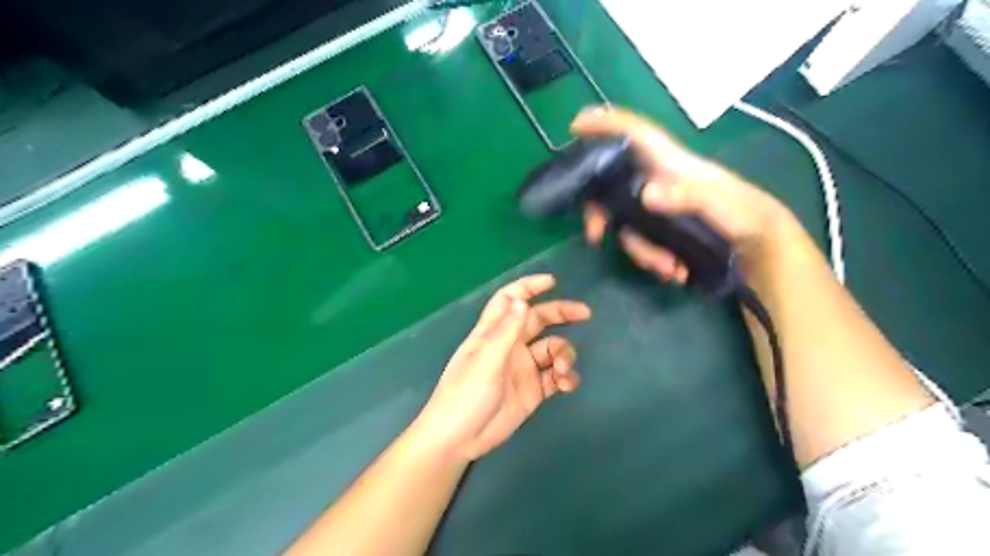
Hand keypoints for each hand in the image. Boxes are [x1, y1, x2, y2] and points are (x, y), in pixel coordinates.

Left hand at [415, 273, 590, 459]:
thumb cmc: (465, 394)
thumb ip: (506, 330)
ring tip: (563, 369)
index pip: (510, 299)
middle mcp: (510, 345)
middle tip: (585, 313)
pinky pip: (556, 376)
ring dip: (564, 354)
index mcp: (493, 332)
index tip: (553, 282)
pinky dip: (566, 376)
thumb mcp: (486, 360)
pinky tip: (567, 384)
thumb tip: (521, 300)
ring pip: (552, 349)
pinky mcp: (533, 390)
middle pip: (538, 320)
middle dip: (561, 314)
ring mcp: (523, 368)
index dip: (528, 287)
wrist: (460, 439)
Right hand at [574, 105, 793, 283]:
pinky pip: (640, 241)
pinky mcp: (663, 229)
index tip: (577, 125)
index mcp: (673, 165)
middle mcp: (659, 181)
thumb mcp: (723, 206)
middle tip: (594, 234)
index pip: (636, 135)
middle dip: (599, 211)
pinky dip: (650, 260)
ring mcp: (660, 207)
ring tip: (667, 269)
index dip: (606, 124)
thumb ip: (688, 197)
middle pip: (613, 185)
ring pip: (625, 221)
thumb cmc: (747, 216)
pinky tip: (673, 272)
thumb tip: (646, 195)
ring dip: (639, 251)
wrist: (762, 248)